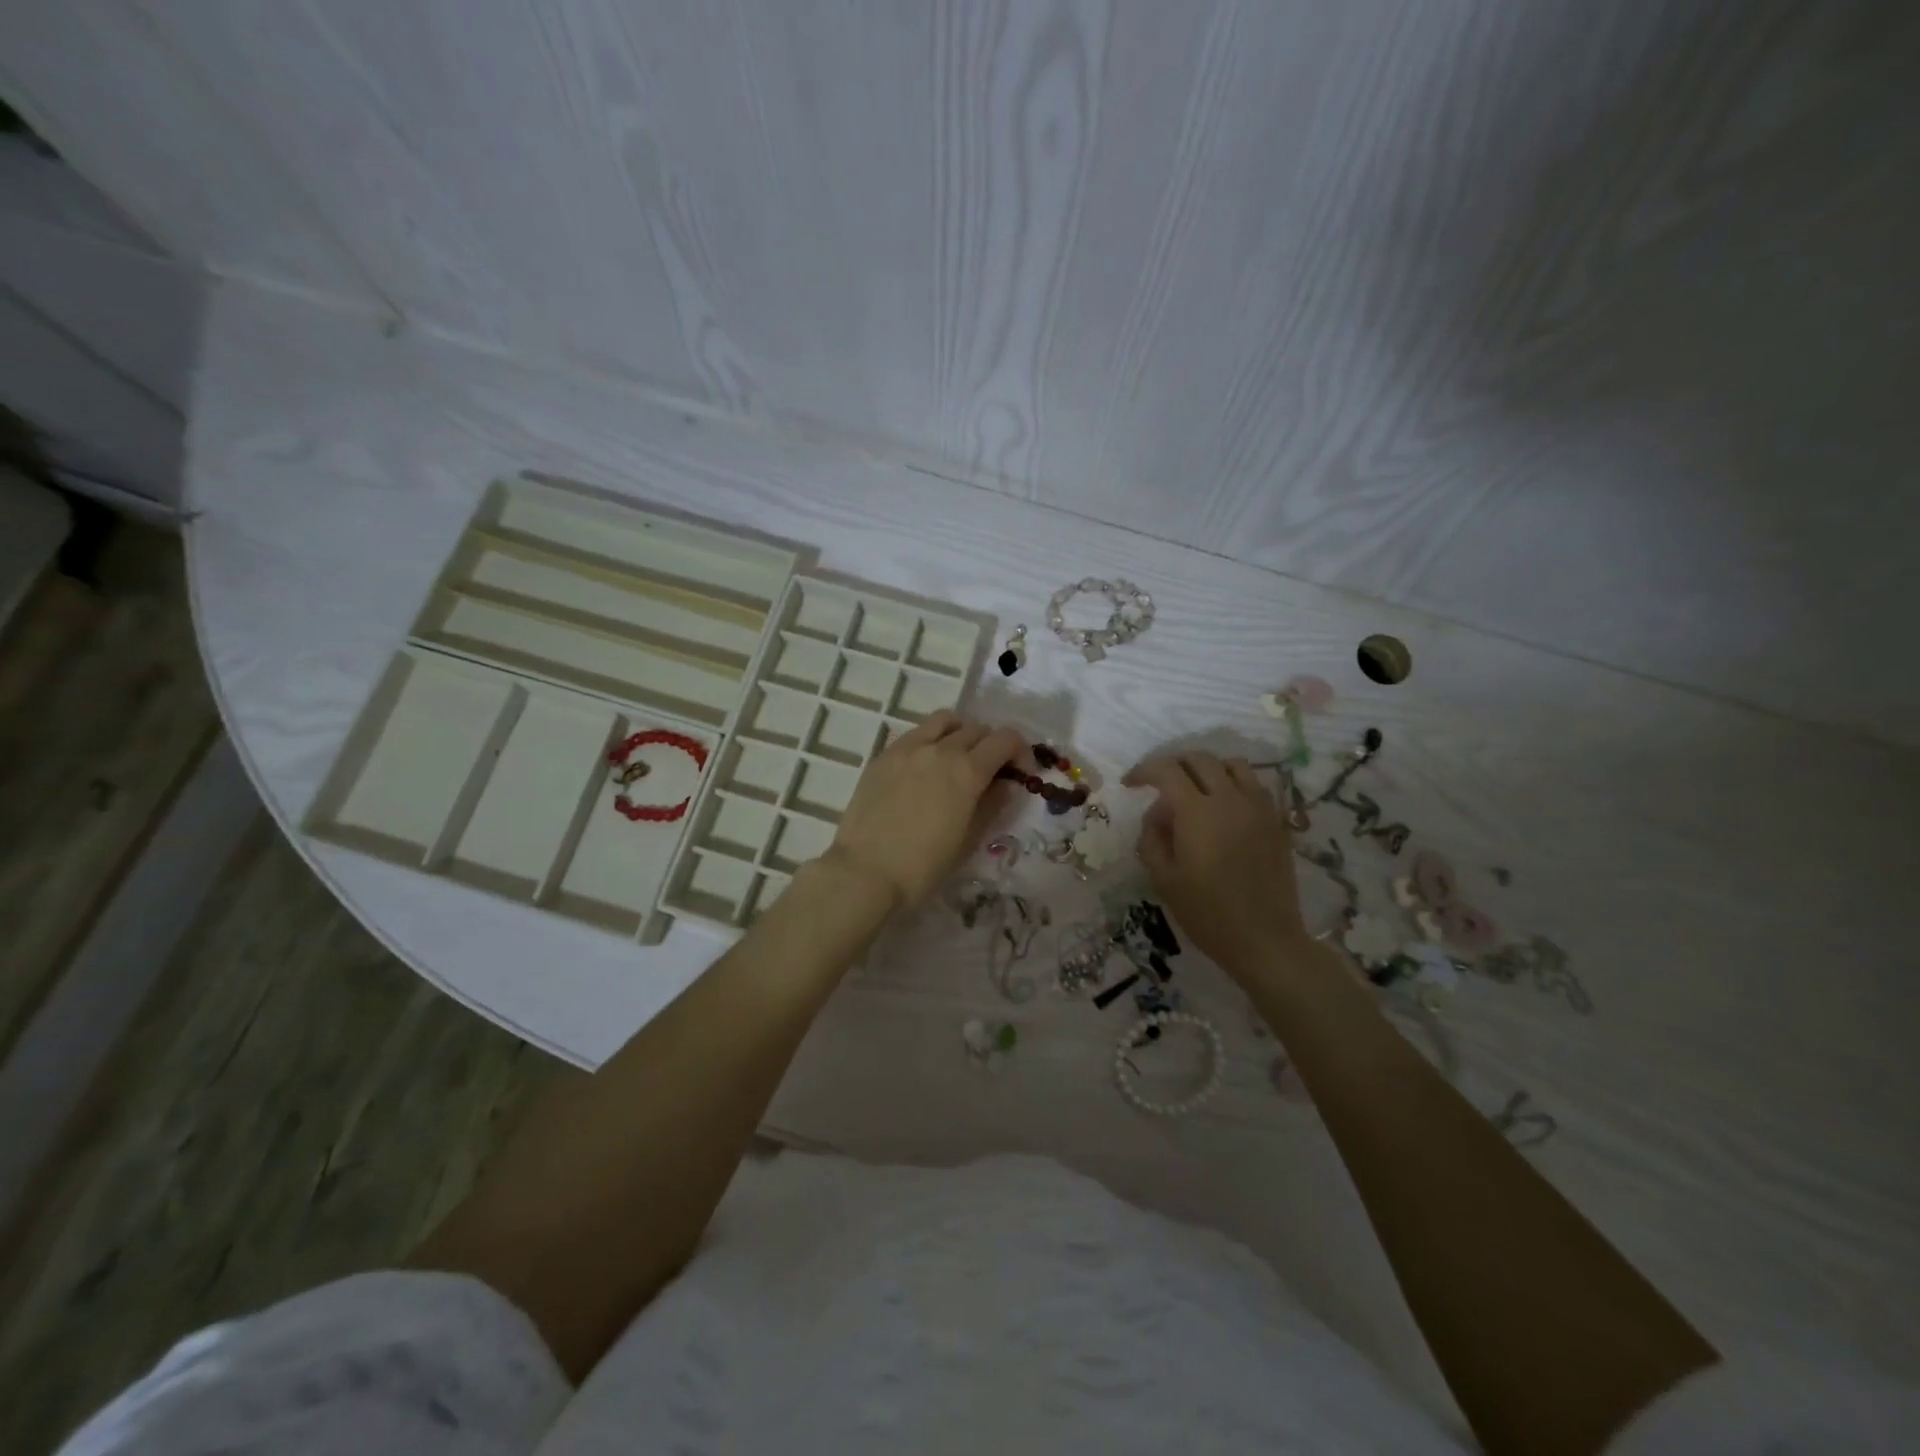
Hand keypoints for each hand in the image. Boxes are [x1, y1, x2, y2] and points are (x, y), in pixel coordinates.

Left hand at [825, 711, 1025, 911]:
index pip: (1005, 740)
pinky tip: (926, 767)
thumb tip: (1007, 784)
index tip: (1021, 774)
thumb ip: (992, 805)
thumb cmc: (923, 867)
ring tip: (958, 758)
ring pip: (944, 721)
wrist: (865, 873)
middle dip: (992, 746)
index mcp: (967, 771)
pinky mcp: (883, 756)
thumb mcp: (969, 840)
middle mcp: (940, 749)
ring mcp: (908, 748)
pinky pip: (915, 734)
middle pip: (977, 729)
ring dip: (961, 733)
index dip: (1020, 753)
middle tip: (991, 772)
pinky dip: (931, 740)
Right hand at [1124, 751, 1310, 981]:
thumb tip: (1157, 813)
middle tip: (1159, 786)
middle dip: (1173, 765)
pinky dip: (1233, 784)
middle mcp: (1230, 799)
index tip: (1130, 784)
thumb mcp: (1163, 877)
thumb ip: (1152, 836)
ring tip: (1195, 790)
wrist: (1264, 939)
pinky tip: (1224, 808)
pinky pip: (1254, 785)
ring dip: (1207, 769)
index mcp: (1197, 811)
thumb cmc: (1206, 912)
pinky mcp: (1276, 821)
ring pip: (1232, 765)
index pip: (1166, 770)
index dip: (1144, 771)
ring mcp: (1258, 807)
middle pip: (1199, 759)